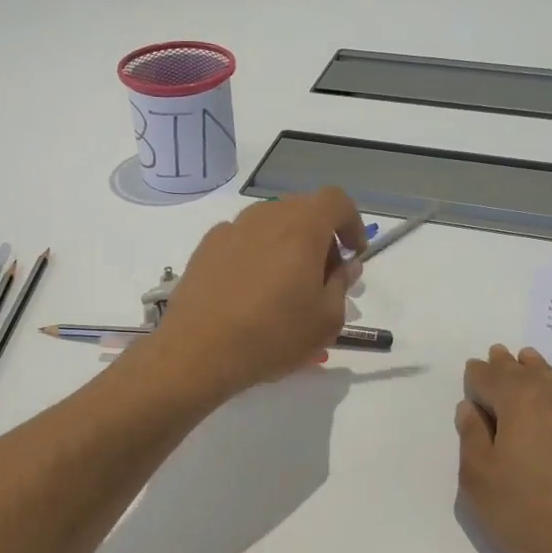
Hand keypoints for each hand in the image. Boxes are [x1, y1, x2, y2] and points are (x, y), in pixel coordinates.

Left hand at [154, 188, 366, 400]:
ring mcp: (231, 228)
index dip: (351, 223)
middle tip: (324, 276)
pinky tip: (251, 290)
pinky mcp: (206, 247)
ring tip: (286, 285)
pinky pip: (244, 239)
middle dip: (321, 236)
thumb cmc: (272, 335)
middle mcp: (266, 216)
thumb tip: (345, 266)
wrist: (198, 351)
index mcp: (301, 227)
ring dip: (288, 244)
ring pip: (271, 224)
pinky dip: (258, 253)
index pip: (336, 201)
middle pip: (303, 210)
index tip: (353, 254)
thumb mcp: (326, 320)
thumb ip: (342, 285)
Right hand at [455, 346, 551, 552]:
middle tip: (497, 354)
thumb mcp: (479, 480)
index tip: (471, 374)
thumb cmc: (528, 515)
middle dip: (507, 365)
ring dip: (541, 370)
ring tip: (530, 359)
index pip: (489, 379)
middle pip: (526, 374)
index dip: (477, 375)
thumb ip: (472, 438)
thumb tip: (471, 409)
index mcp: (518, 404)